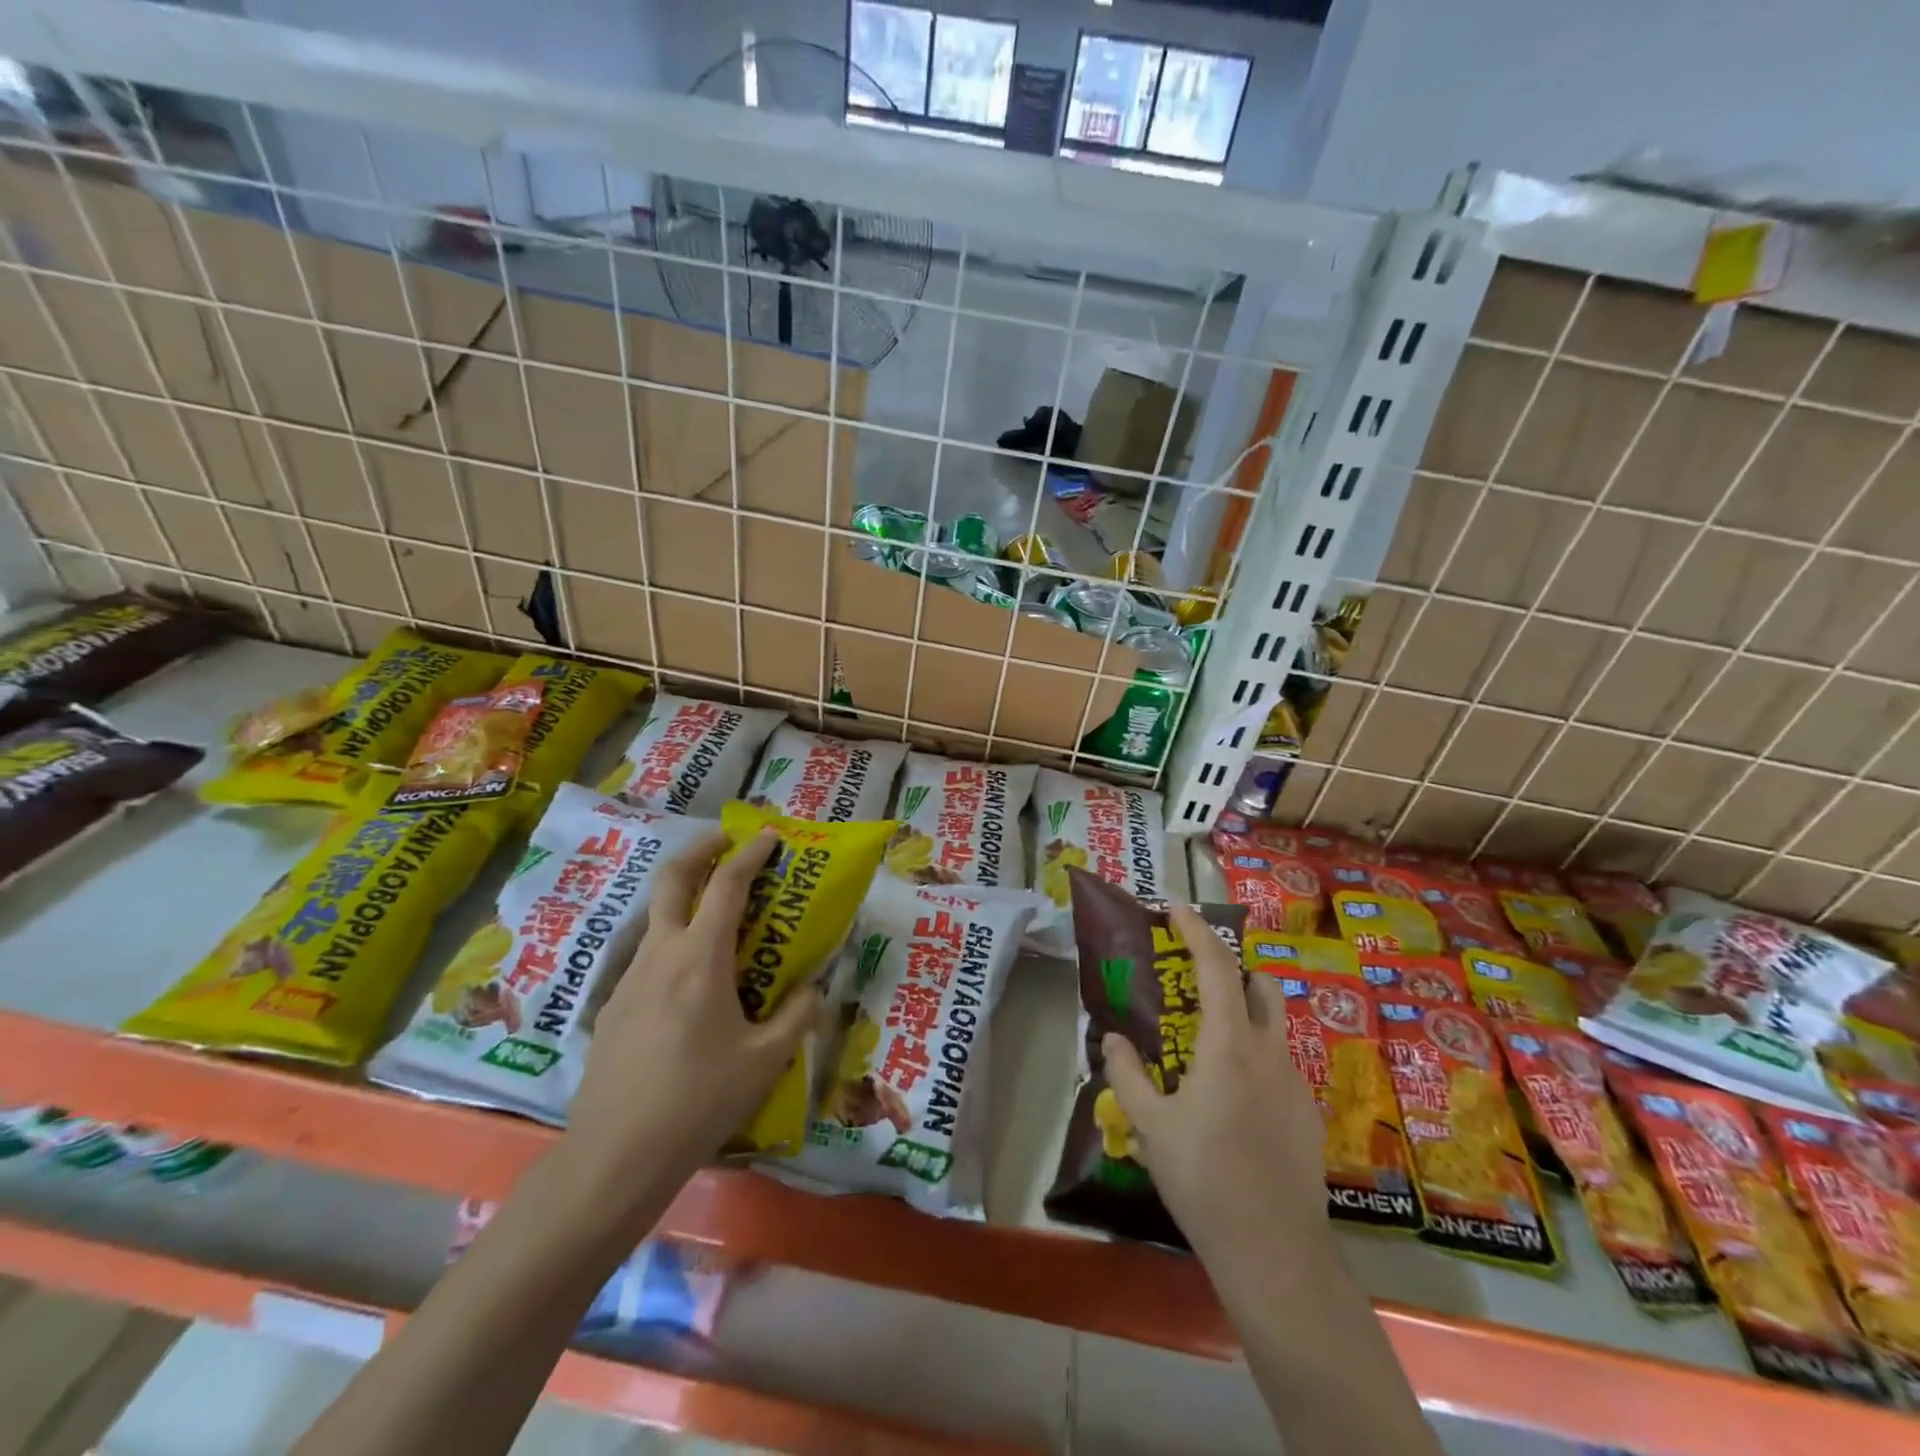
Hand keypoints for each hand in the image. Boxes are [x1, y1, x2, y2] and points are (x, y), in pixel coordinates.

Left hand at [565, 828, 818, 1206]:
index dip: (750, 854)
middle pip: (673, 878)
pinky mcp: (614, 1006)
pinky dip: (673, 940)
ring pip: (657, 916)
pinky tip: (691, 982)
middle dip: (701, 849)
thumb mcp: (765, 1061)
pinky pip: (648, 955)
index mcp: (700, 958)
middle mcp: (660, 954)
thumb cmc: (698, 1101)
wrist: (615, 1155)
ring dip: (686, 896)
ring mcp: (630, 978)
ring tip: (718, 913)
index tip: (770, 836)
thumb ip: (797, 1016)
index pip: (727, 885)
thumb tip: (813, 989)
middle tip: (728, 842)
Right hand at [1101, 904, 1328, 1259]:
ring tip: (1208, 1040)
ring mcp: (1294, 1083)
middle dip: (1231, 968)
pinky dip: (1254, 1056)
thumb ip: (1127, 1073)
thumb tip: (1113, 1037)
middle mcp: (1268, 1051)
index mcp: (1228, 1045)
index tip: (1177, 909)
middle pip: (1259, 984)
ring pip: (1272, 1024)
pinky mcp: (1307, 1114)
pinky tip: (1231, 1098)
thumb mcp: (1150, 1126)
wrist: (1275, 1252)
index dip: (1197, 930)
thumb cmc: (1204, 1179)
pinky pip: (1279, 1065)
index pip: (1216, 966)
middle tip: (1195, 978)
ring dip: (1244, 1012)